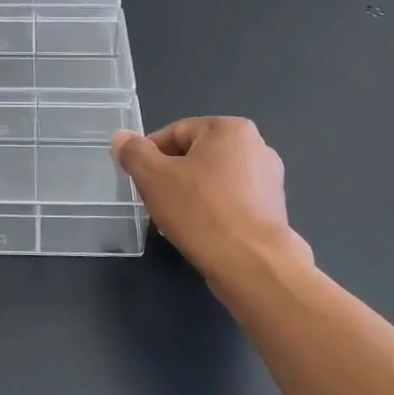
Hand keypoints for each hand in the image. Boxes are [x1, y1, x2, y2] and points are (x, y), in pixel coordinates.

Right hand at [111, 118, 307, 283]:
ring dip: (188, 197)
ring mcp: (268, 181)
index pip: (175, 133)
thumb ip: (134, 152)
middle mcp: (256, 146)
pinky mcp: (272, 211)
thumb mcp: (154, 178)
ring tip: (173, 222)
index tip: (139, 181)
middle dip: (170, 178)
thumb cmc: (202, 211)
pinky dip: (211, 213)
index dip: (150, 156)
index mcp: (230, 128)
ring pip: (212, 181)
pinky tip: (198, 233)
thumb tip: (121, 137)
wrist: (253, 265)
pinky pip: (230, 203)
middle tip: (153, 203)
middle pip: (194, 156)